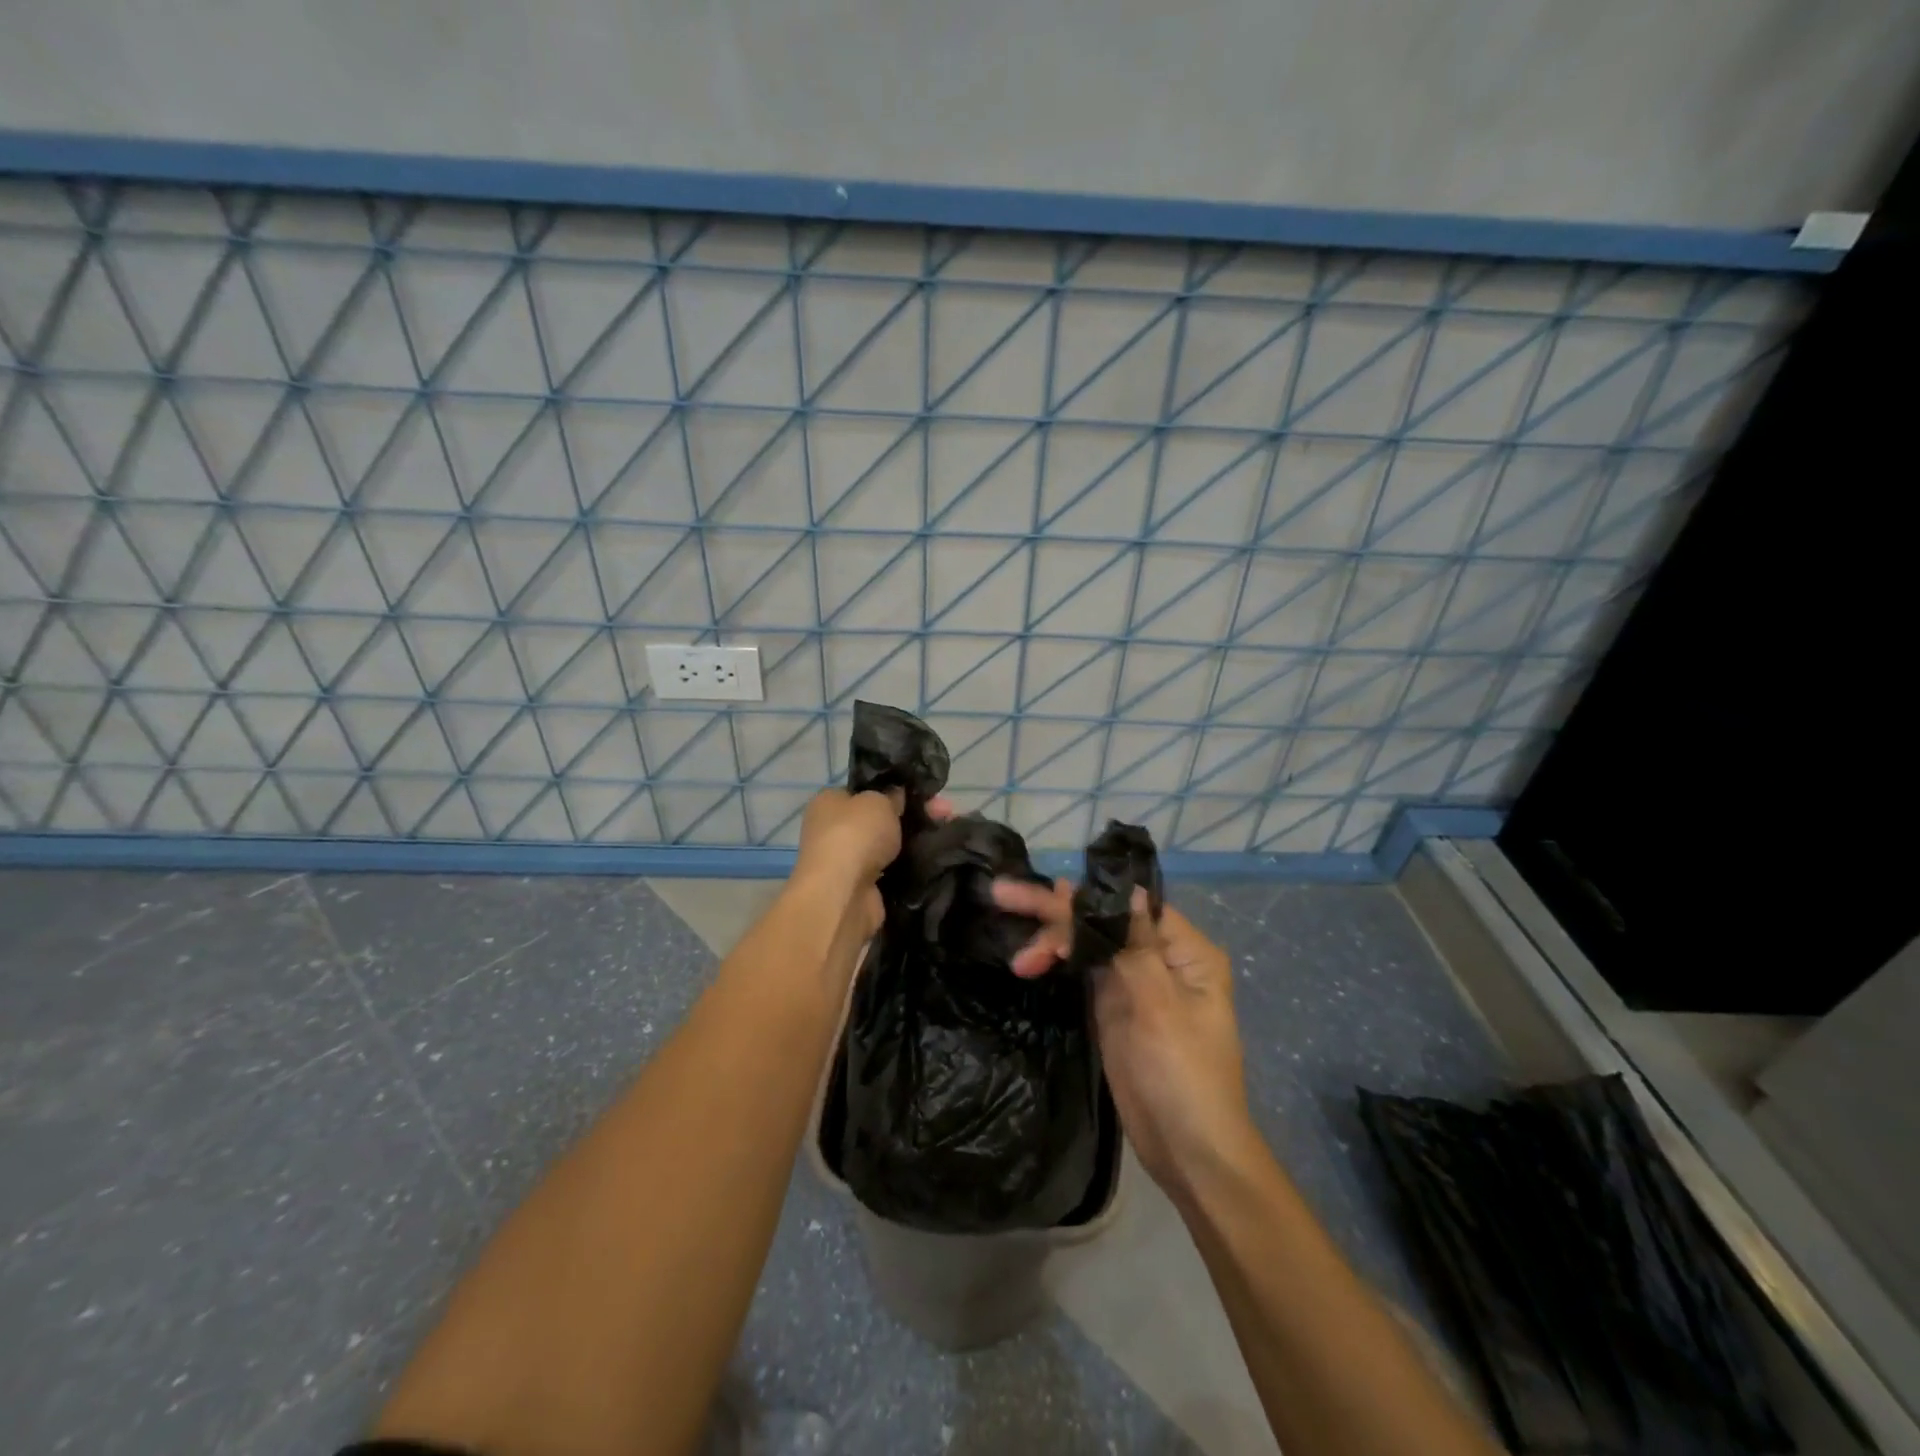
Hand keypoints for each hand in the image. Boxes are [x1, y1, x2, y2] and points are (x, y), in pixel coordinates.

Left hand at [793, 787, 951, 938]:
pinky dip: (912, 866)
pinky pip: (894, 870)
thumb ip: (891, 797)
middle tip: (945, 811)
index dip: (895, 790)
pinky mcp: (864, 888)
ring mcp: (849, 862)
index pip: (865, 792)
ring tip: (948, 834)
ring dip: (916, 841)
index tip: (924, 794)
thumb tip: (897, 797)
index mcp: (829, 802)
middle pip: (882, 818)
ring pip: (890, 845)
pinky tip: (937, 858)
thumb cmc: (854, 835)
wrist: (843, 894)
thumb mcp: (878, 801)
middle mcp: (834, 831)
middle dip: (915, 815)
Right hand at [992, 877, 1254, 1195]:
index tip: (1046, 893)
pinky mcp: (1112, 1007)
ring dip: (1051, 943)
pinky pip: (1081, 971)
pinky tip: (1030, 958)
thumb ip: (1135, 945)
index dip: (1088, 898)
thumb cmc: (1184, 1075)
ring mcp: (1134, 983)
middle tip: (1004, 894)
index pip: (1130, 907)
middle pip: (1103, 922)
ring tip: (1019, 958)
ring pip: (1087, 944)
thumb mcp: (1161, 1005)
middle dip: (1056, 913)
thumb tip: (1125, 889)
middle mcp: (1160, 958)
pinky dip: (1057, 963)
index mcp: (1185, 951)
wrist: (1189, 1152)